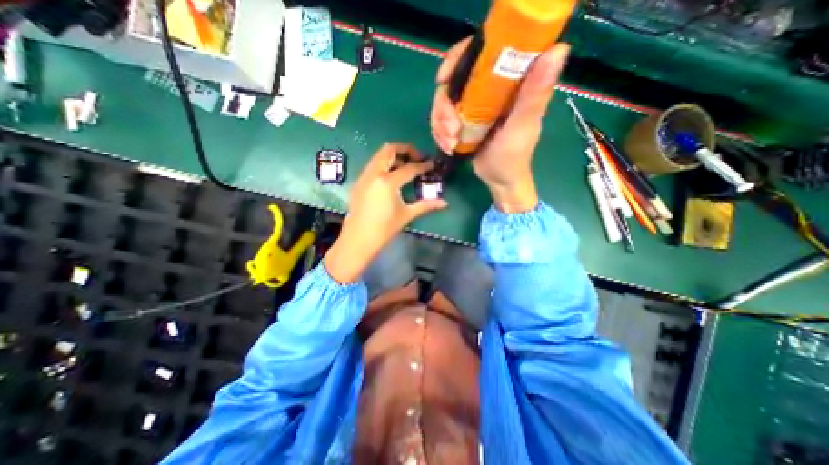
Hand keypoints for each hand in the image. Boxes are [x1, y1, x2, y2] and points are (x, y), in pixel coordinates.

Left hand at [326, 144, 447, 282]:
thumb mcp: (406, 215)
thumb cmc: (384, 229)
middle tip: (417, 158)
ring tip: (406, 166)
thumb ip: (426, 205)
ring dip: (393, 156)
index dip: (423, 165)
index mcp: (387, 182)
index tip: (431, 165)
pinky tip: (392, 177)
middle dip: (406, 150)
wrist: (358, 240)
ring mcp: (364, 176)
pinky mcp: (358, 182)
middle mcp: (374, 173)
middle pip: (389, 150)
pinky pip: (372, 165)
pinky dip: (384, 164)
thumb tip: (445, 203)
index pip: (409, 168)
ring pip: (379, 156)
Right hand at [428, 39, 569, 212]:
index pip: (479, 53)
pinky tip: (448, 145)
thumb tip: (558, 49)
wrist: (499, 180)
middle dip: (444, 107)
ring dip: (441, 124)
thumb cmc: (513, 156)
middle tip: (450, 130)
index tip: (443, 79)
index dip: (456, 59)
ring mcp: (473, 106)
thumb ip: (534, 94)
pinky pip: (442, 119)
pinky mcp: (463, 121)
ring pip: (444, 102)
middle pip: (453, 81)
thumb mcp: (522, 126)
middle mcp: (488, 89)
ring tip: (450, 143)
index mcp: (508, 82)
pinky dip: (440, 132)